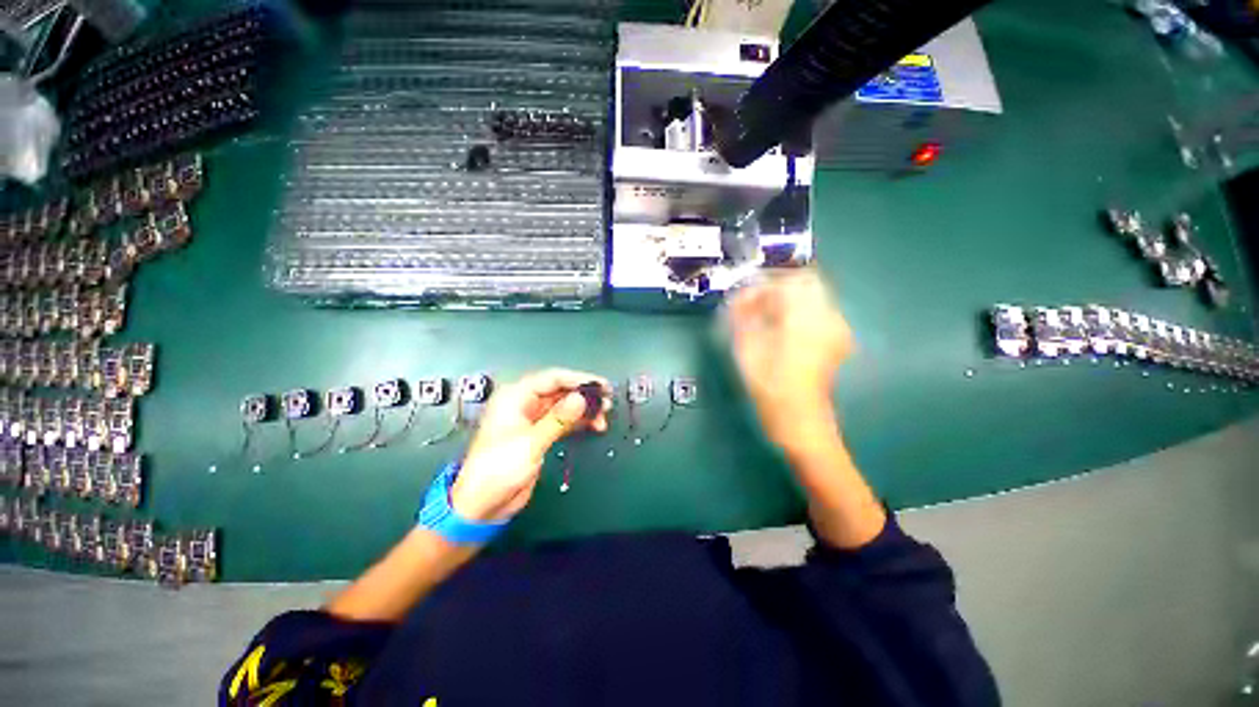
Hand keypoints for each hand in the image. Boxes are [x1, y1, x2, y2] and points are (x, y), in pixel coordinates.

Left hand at [451, 369, 610, 521]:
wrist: (482, 505)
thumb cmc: (498, 469)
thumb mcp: (530, 443)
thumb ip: (558, 419)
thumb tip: (581, 398)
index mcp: (515, 397)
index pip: (552, 378)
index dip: (578, 379)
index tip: (600, 385)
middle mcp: (525, 403)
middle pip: (560, 391)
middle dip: (584, 395)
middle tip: (607, 400)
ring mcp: (533, 419)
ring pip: (564, 406)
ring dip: (584, 409)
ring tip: (604, 415)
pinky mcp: (540, 434)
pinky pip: (564, 421)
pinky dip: (579, 422)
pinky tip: (594, 424)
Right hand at [726, 270, 852, 449]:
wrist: (799, 418)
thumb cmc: (769, 384)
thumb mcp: (747, 348)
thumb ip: (742, 317)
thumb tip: (736, 298)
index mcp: (804, 316)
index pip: (786, 281)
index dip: (762, 284)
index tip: (744, 296)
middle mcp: (826, 316)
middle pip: (805, 282)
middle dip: (777, 288)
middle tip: (755, 303)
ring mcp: (835, 328)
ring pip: (813, 296)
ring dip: (788, 299)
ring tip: (765, 316)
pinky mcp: (835, 340)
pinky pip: (818, 312)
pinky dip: (799, 312)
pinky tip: (782, 329)